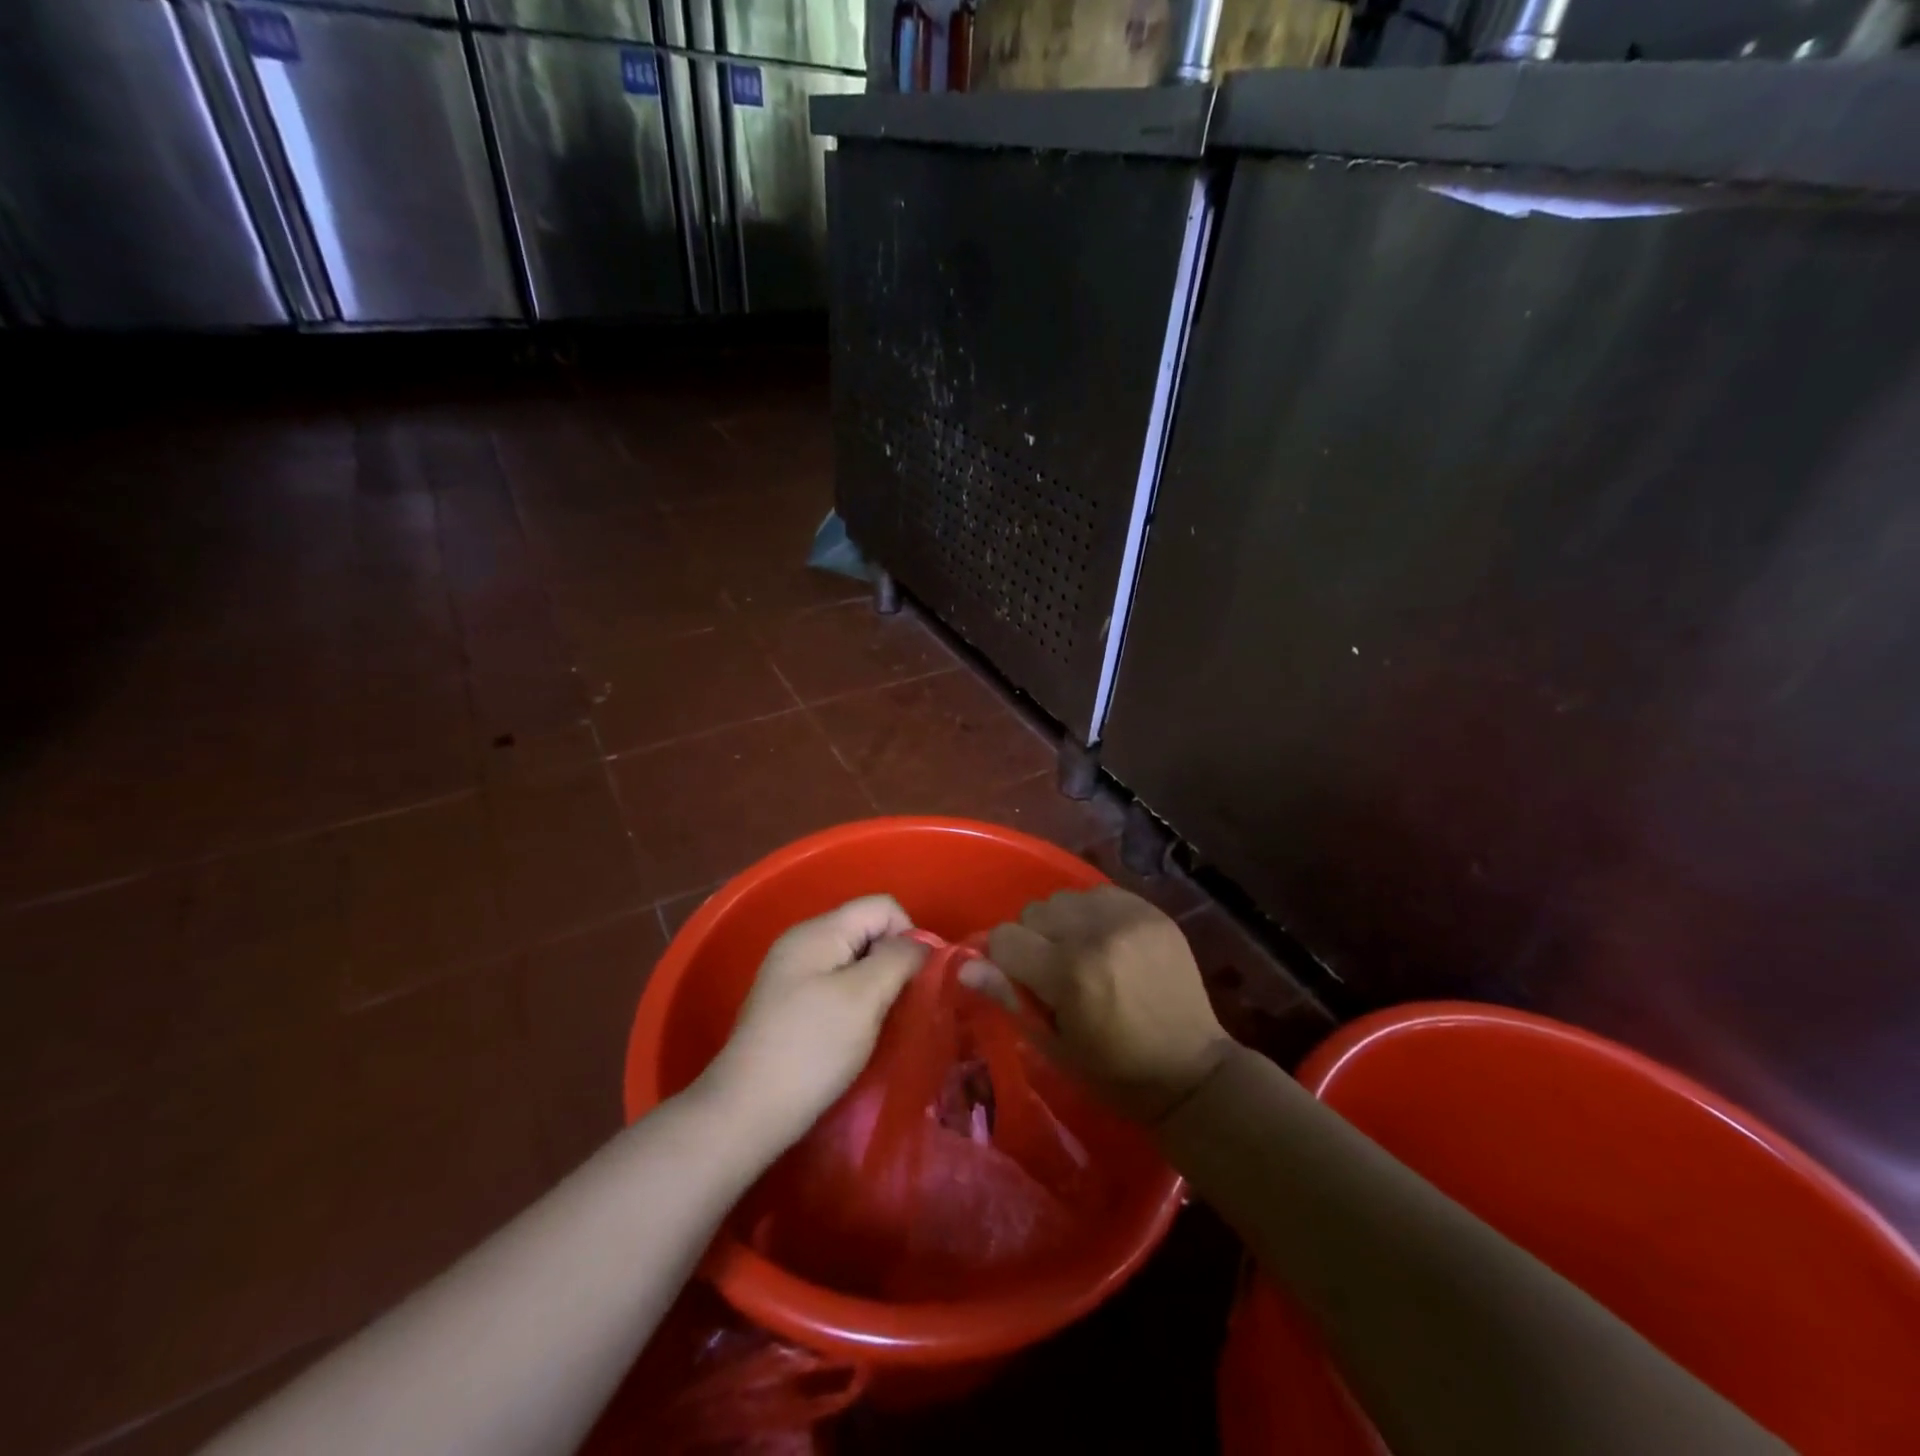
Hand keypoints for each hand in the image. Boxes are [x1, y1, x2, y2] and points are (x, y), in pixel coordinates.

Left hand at [699, 895, 927, 1153]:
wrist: (746, 1111)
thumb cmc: (812, 1048)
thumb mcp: (864, 997)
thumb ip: (897, 960)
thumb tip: (921, 945)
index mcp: (818, 931)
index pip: (882, 906)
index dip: (909, 934)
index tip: (916, 979)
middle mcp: (803, 942)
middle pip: (867, 930)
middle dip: (892, 961)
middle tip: (900, 1004)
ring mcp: (792, 973)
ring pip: (854, 960)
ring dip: (876, 985)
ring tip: (880, 1022)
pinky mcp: (789, 1004)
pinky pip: (836, 984)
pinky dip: (856, 1001)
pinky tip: (855, 1033)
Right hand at [975, 886, 1233, 1124]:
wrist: (1193, 1070)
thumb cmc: (1116, 1072)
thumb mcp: (1055, 1047)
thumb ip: (1010, 998)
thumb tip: (966, 967)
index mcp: (1069, 975)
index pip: (1005, 938)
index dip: (1005, 961)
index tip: (1022, 982)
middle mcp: (1095, 934)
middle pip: (1033, 913)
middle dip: (1034, 941)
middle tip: (1055, 974)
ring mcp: (1128, 917)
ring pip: (1064, 899)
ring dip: (1063, 924)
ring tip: (1082, 955)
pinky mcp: (1151, 910)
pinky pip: (1099, 894)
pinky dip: (1093, 915)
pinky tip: (1107, 943)